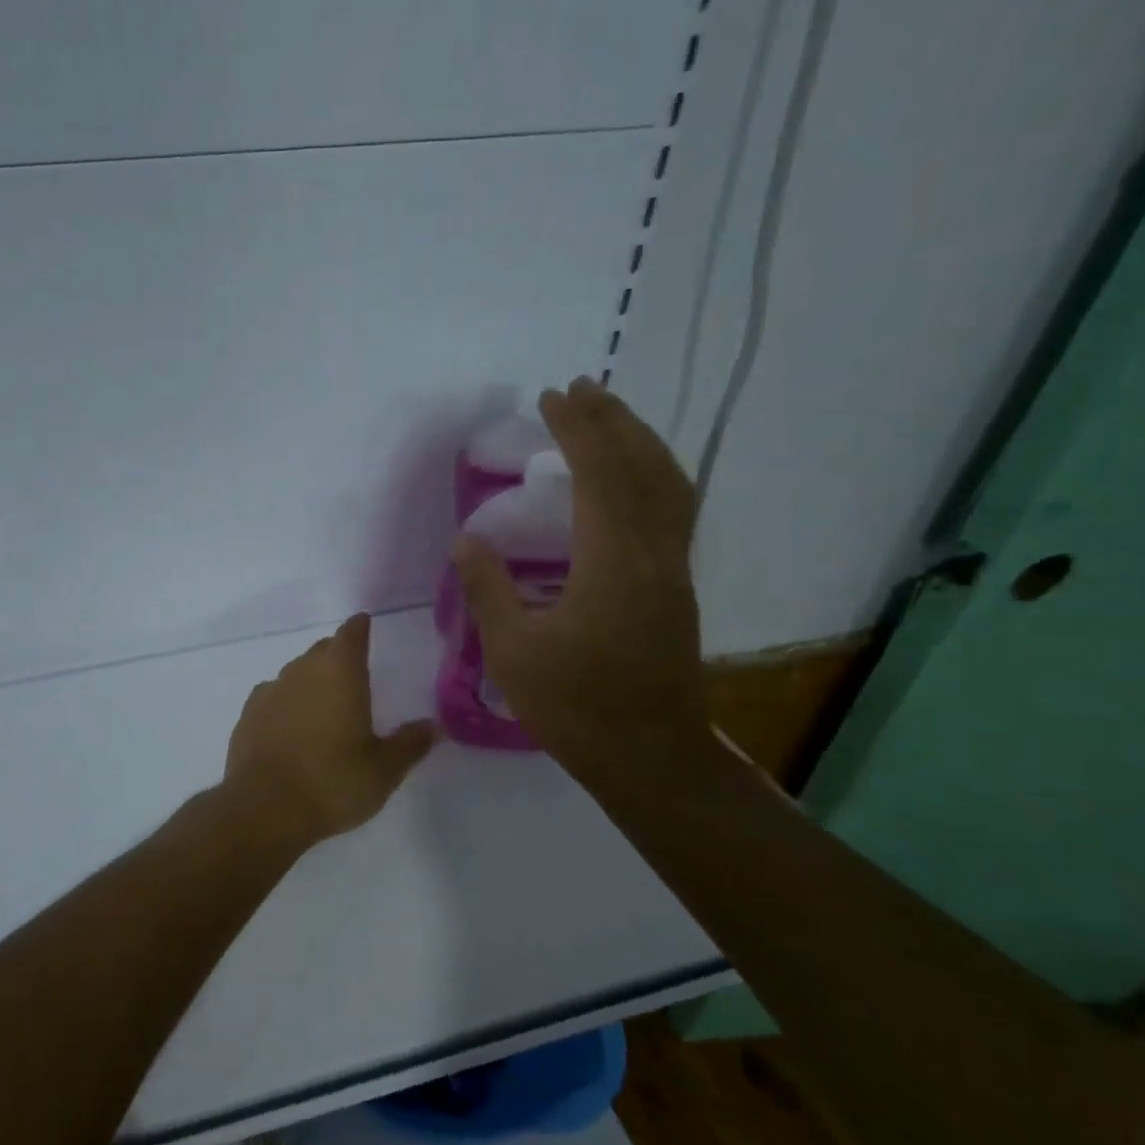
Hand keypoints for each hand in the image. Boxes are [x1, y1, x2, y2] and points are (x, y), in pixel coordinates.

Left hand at [225, 613, 438, 846]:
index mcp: (339, 672)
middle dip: (337, 656)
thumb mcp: (384, 769)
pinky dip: (285, 703)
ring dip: (311, 681)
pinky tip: (290, 725)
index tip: (364, 624)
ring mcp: (270, 691)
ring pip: (295, 673)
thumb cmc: (332, 782)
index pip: (350, 635)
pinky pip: (273, 697)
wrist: (264, 808)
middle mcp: (302, 671)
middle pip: (322, 651)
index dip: (359, 628)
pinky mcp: (247, 715)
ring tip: (324, 704)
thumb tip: (433, 726)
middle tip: (353, 674)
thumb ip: (410, 744)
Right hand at [452, 379, 709, 791]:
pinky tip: (634, 478)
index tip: (553, 398)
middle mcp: (654, 554)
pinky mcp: (678, 588)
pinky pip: (674, 510)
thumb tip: (465, 541)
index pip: (600, 476)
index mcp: (612, 564)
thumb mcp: (513, 652)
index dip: (578, 430)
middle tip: (582, 388)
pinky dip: (654, 475)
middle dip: (612, 421)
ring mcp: (674, 571)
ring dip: (640, 442)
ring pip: (669, 486)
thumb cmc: (575, 707)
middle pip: (643, 468)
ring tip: (610, 417)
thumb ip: (488, 590)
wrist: (649, 757)